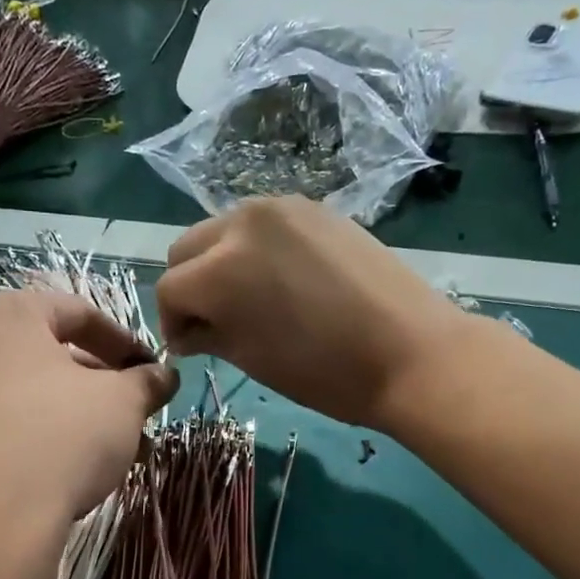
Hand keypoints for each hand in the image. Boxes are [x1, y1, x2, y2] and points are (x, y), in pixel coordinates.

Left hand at [0, 291, 177, 525]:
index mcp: (10, 313)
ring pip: (32, 391)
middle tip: (135, 410)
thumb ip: (147, 380)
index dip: (125, 340)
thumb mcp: (123, 402)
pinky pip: (7, 422)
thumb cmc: (63, 435)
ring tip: (117, 448)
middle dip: (102, 382)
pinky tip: (77, 468)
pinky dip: (45, 434)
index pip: (79, 311)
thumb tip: (165, 375)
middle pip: (52, 352)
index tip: (152, 370)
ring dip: (79, 412)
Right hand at [156, 198, 469, 430]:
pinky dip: (255, 249)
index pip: (169, 289)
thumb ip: (209, 335)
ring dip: (220, 263)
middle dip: (190, 286)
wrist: (411, 353)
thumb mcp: (252, 359)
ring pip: (222, 230)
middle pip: (186, 249)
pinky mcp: (313, 207)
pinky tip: (281, 279)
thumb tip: (188, 332)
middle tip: (212, 322)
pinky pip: (262, 224)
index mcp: (220, 269)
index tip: (190, 347)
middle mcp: (241, 222)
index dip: (172, 323)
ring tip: (247, 298)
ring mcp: (281, 207)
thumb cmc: (325, 371)